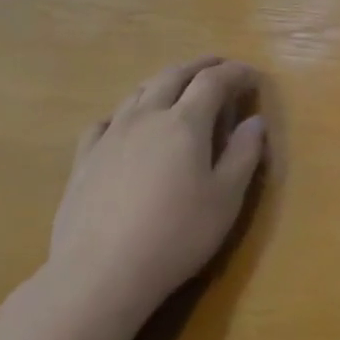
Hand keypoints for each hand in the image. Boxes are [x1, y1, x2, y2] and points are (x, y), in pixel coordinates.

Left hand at [50, 55, 267, 326]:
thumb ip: (244, 154)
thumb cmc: (177, 234)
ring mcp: (110, 137)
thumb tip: (255, 122)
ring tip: (180, 89)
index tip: (253, 76)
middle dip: (201, 66)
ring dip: (165, 82)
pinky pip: (105, 121)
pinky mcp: (84, 161)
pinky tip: (128, 126)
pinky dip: (126, 112)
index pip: (214, 81)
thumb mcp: (227, 197)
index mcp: (185, 122)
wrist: (101, 274)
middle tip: (220, 68)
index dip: (237, 73)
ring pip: (139, 93)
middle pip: (174, 75)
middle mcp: (146, 118)